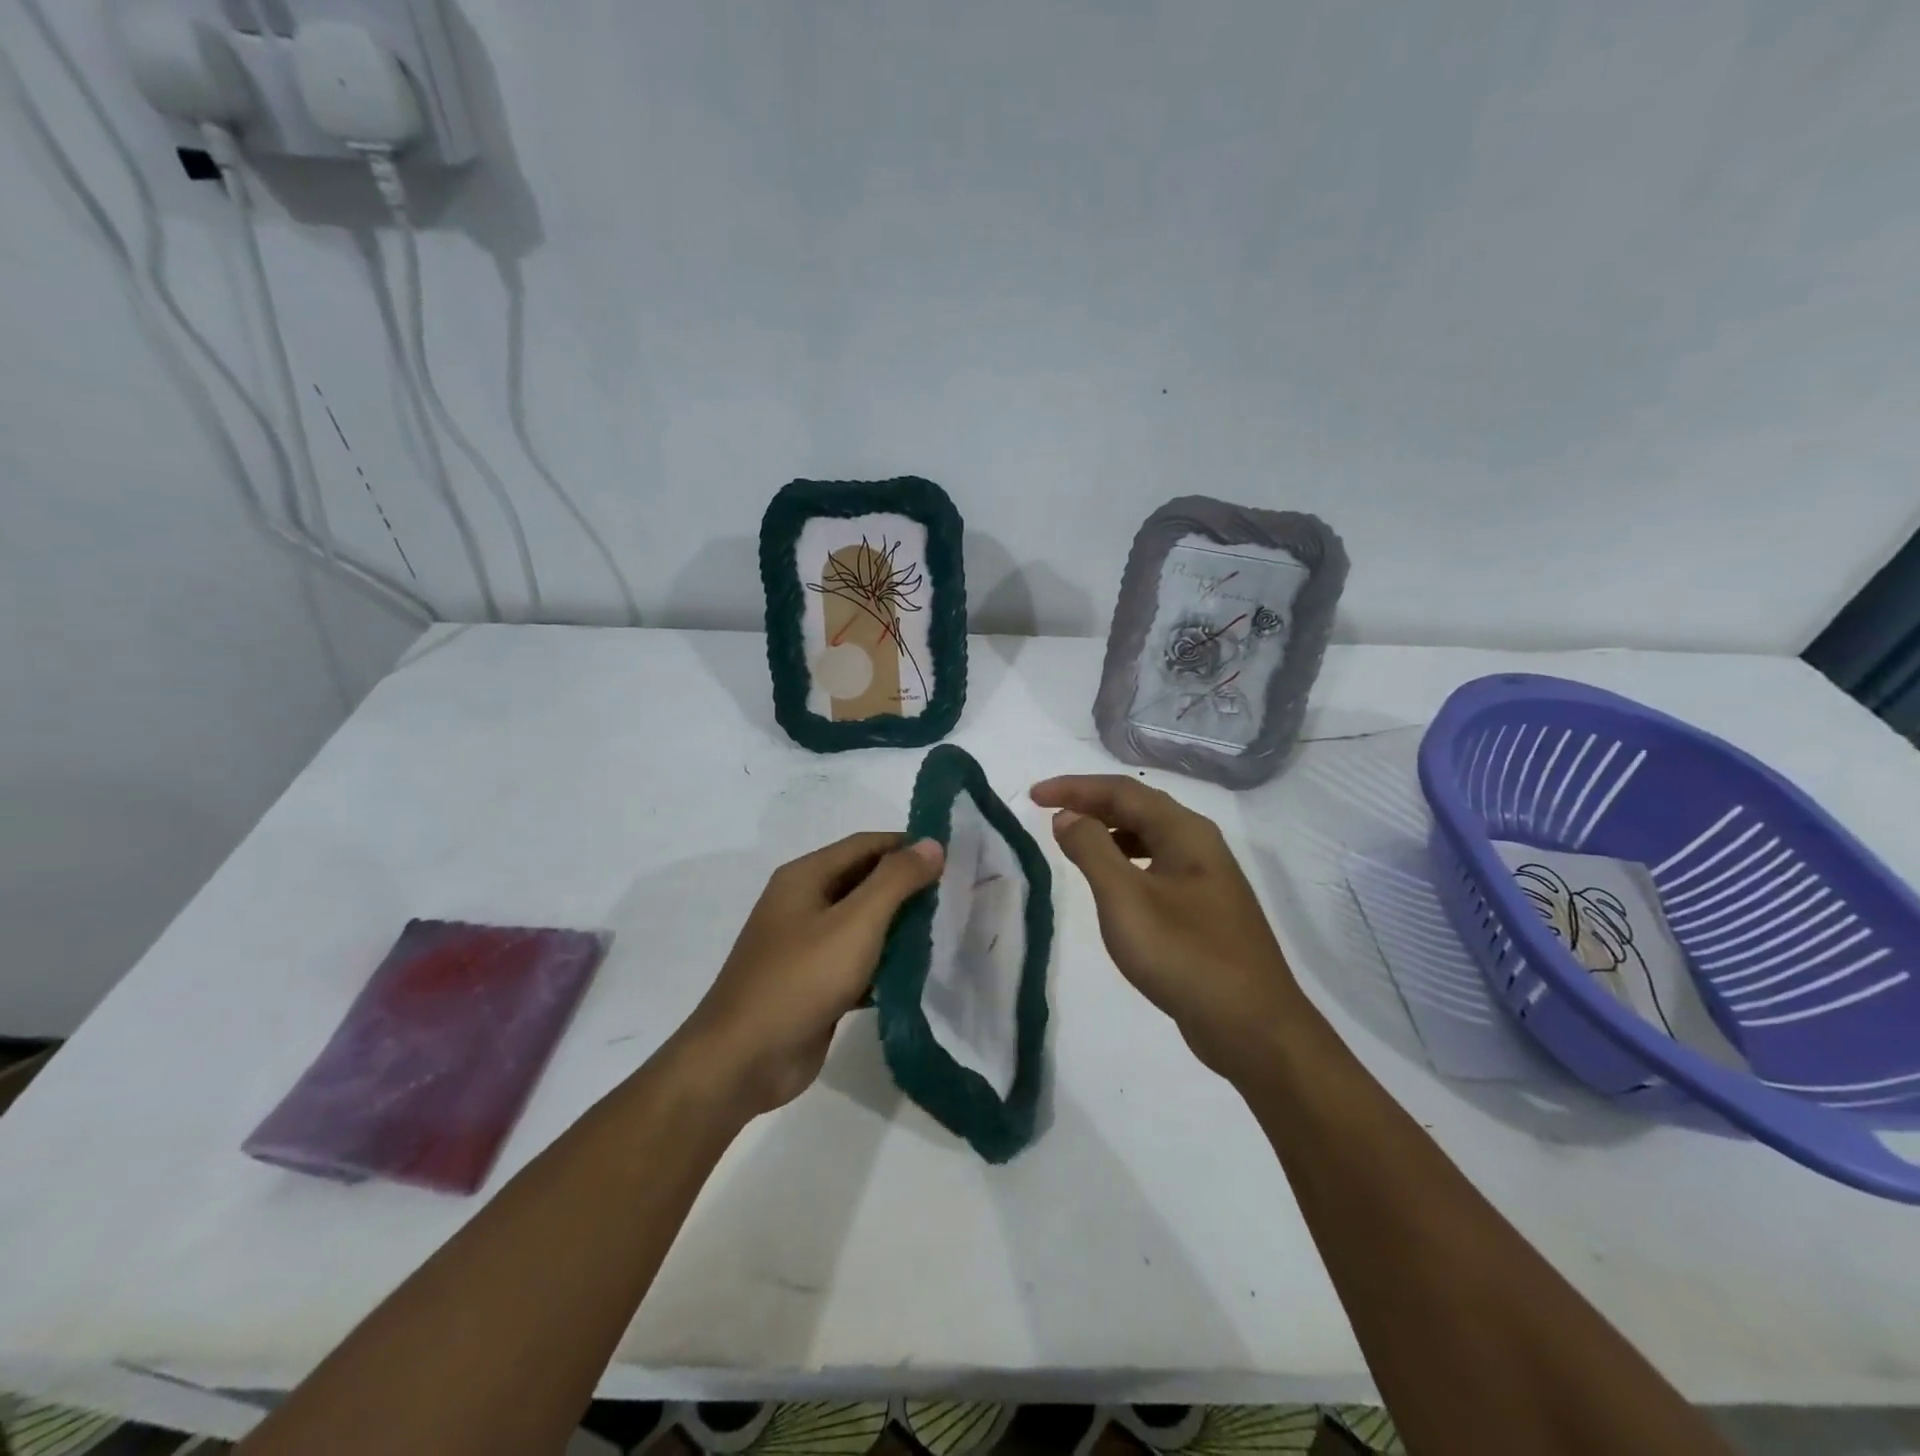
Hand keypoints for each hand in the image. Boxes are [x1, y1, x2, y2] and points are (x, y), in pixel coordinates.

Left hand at [677, 832, 943, 1115]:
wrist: (743, 1060)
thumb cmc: (801, 979)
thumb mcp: (855, 922)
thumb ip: (896, 880)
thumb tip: (932, 844)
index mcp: (805, 877)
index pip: (866, 845)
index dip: (907, 846)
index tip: (952, 858)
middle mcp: (803, 903)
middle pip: (864, 881)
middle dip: (907, 887)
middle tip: (954, 897)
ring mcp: (806, 945)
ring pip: (862, 923)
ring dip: (899, 926)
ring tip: (943, 932)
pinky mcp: (814, 982)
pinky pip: (856, 960)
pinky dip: (884, 962)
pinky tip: (916, 973)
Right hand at [1031, 774, 1300, 1077]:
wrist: (1253, 1027)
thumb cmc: (1185, 956)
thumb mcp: (1126, 900)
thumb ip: (1093, 850)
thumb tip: (1068, 815)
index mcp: (1186, 832)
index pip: (1123, 791)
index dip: (1075, 787)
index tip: (1034, 795)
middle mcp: (1200, 844)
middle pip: (1139, 807)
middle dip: (1091, 803)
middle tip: (1048, 811)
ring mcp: (1206, 878)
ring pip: (1149, 837)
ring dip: (1108, 831)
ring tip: (1072, 840)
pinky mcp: (1204, 909)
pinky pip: (1156, 866)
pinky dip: (1125, 861)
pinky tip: (1111, 882)